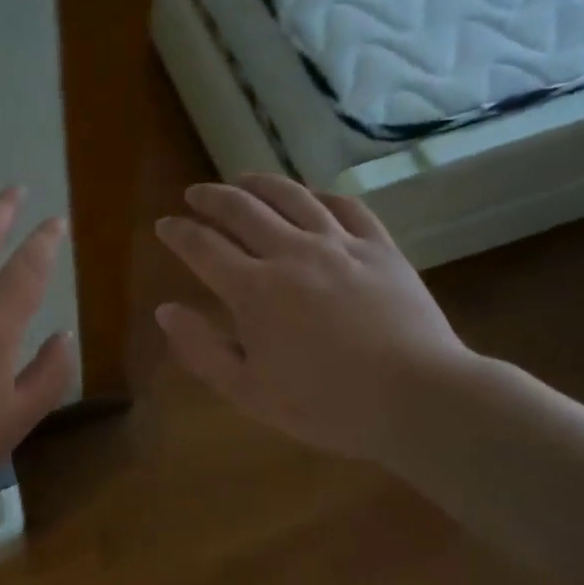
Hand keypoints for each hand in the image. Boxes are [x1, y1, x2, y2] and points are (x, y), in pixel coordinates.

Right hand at [154, 174, 474, 466]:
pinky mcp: (379, 247)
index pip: (202, 246)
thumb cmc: (327, 404)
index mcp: (253, 290)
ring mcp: (339, 244)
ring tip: (241, 180)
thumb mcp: (249, 392)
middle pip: (241, 209)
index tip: (164, 224)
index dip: (177, 232)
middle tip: (195, 194)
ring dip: (258, 184)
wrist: (418, 398)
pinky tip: (310, 196)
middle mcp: (291, 253)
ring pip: (291, 196)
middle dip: (211, 197)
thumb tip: (165, 311)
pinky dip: (318, 194)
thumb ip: (202, 349)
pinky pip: (345, 205)